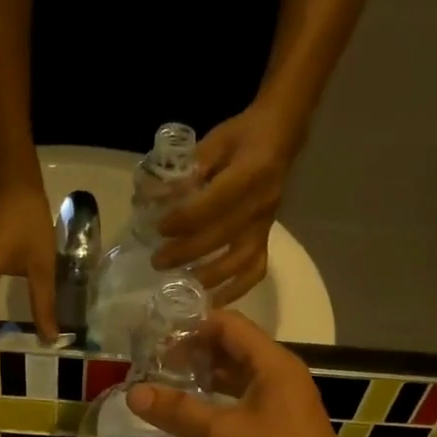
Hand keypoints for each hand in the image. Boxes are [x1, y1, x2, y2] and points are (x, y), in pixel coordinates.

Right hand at [124, 310, 373, 436]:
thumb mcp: (223, 435)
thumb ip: (179, 411)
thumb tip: (133, 392)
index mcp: (272, 365)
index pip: (228, 324)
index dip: (191, 326)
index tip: (153, 339)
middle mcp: (278, 377)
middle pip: (231, 350)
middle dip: (192, 354)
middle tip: (150, 365)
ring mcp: (279, 406)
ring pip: (235, 380)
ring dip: (201, 381)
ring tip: (161, 389)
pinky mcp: (276, 432)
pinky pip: (239, 406)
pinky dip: (213, 406)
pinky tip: (186, 420)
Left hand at [152, 105, 302, 305]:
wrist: (281, 135)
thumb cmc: (243, 135)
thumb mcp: (215, 141)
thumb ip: (189, 170)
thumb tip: (156, 197)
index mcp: (250, 173)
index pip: (213, 204)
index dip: (184, 219)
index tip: (159, 228)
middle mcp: (261, 204)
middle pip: (222, 237)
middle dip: (186, 253)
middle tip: (158, 262)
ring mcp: (265, 224)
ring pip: (239, 260)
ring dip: (208, 276)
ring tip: (180, 284)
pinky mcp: (266, 237)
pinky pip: (255, 269)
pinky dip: (236, 289)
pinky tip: (214, 301)